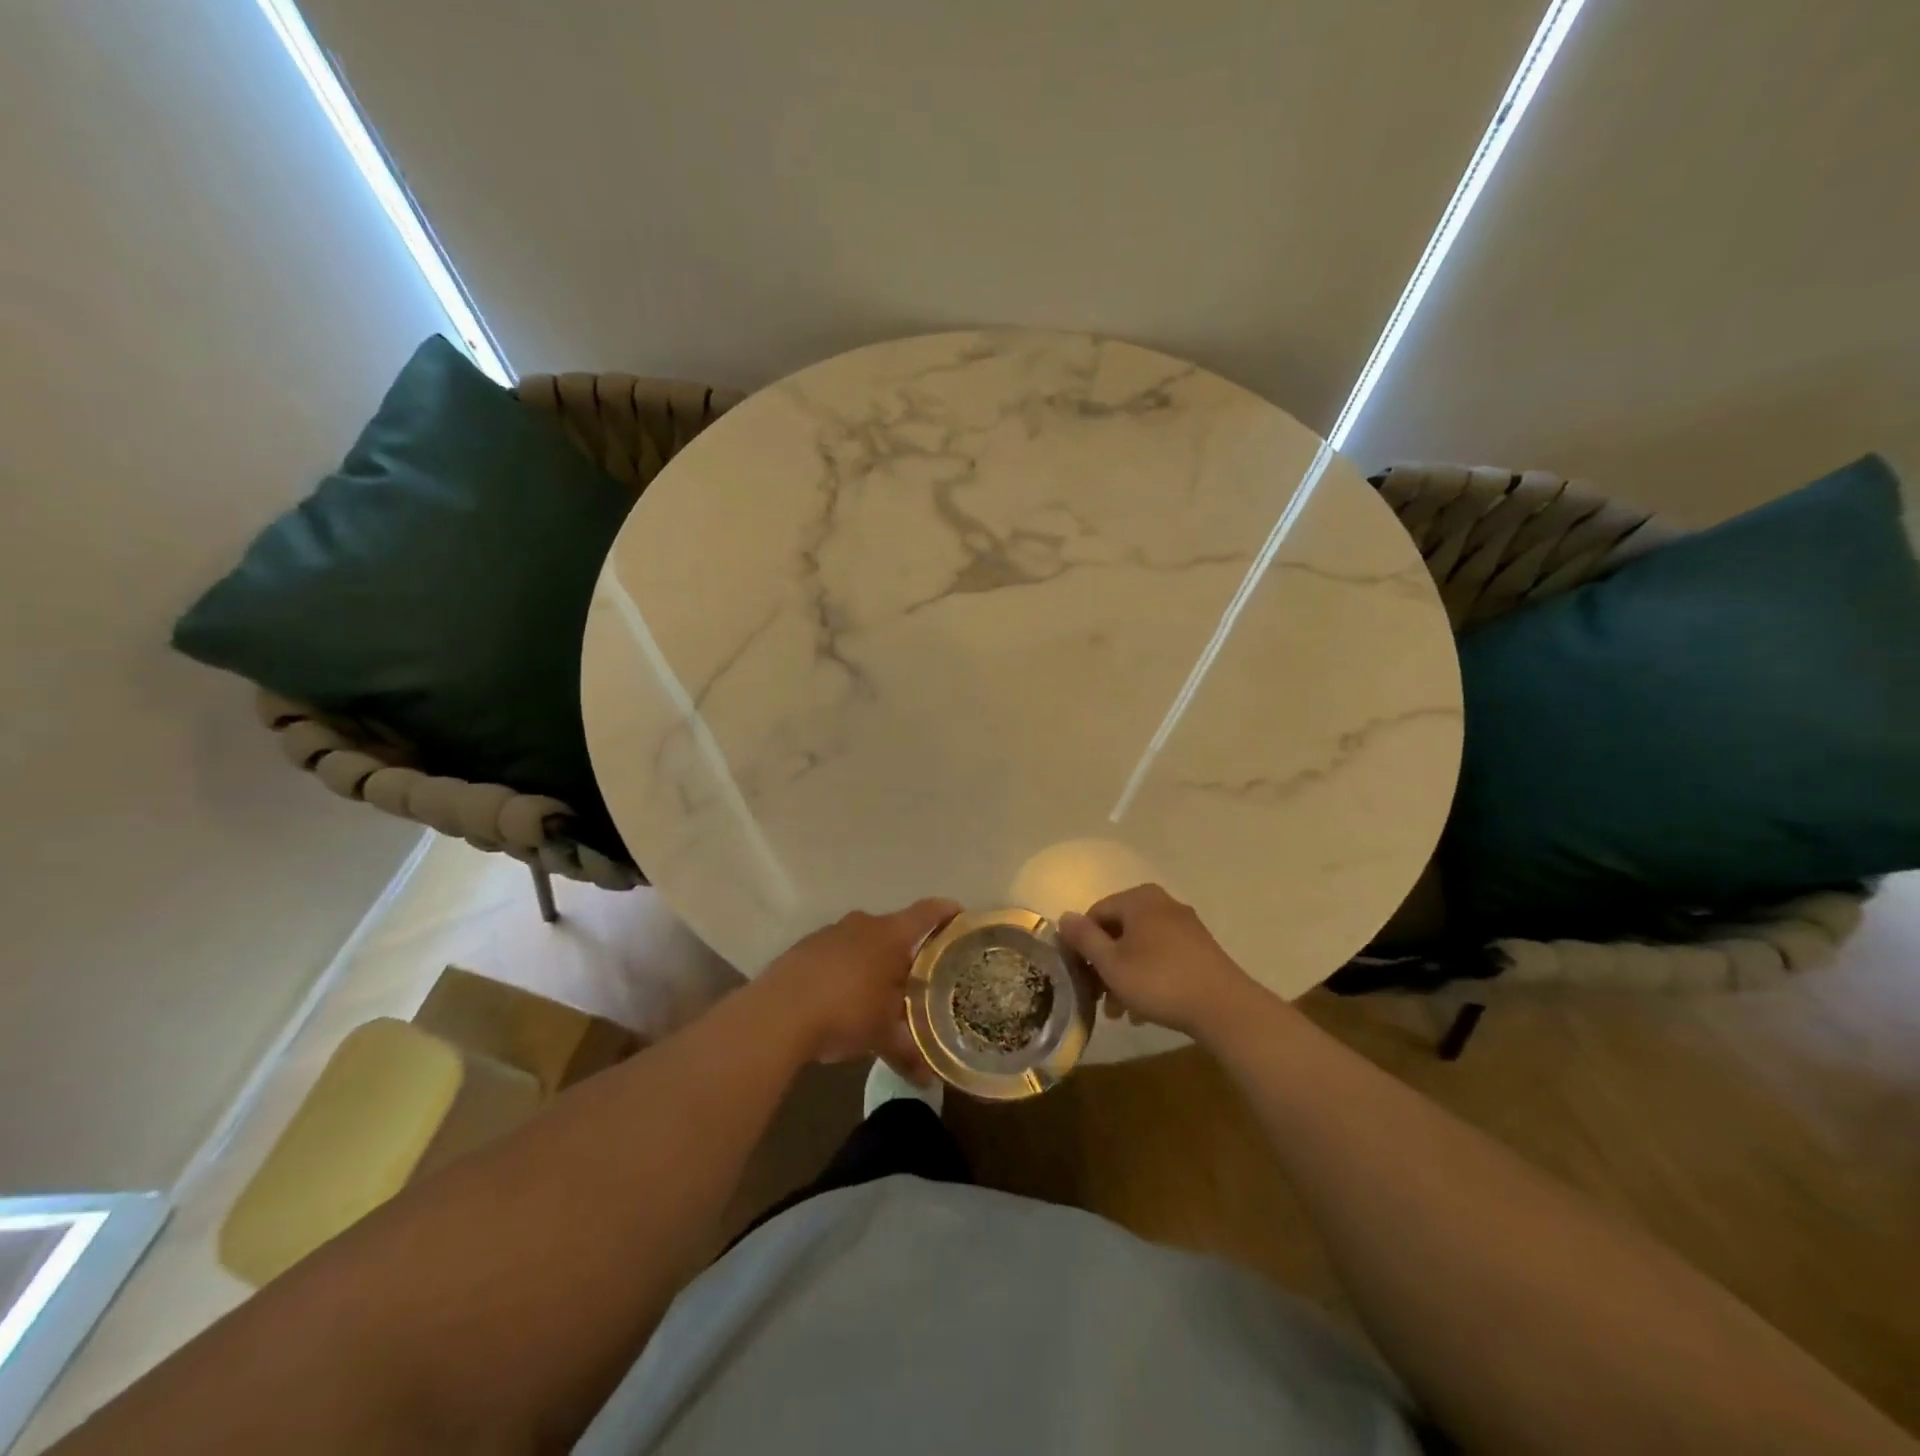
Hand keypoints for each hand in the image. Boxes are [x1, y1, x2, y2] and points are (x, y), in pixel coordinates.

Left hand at [754, 898, 959, 1079]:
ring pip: (862, 940)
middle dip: (906, 950)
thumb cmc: (845, 1013)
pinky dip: (844, 968)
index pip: (927, 913)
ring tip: (878, 990)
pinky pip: (835, 952)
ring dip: (872, 960)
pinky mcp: (804, 947)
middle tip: (918, 975)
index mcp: (890, 936)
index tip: (960, 916)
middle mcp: (862, 924)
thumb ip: (908, 1054)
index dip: (946, 912)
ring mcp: (830, 933)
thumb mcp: (882, 1038)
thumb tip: (929, 1082)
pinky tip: (840, 997)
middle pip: (894, 928)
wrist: (777, 1013)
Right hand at [1059, 884, 1259, 1039]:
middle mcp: (1162, 903)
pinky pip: (1162, 956)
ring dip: (1124, 975)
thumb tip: (1064, 917)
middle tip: (1097, 997)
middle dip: (1105, 964)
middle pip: (1119, 930)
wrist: (1224, 1008)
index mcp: (1138, 899)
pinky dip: (1148, 976)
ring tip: (1119, 1011)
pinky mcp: (1200, 948)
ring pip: (1140, 947)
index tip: (1078, 975)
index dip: (1081, 944)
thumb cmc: (1159, 981)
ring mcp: (1185, 925)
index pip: (1096, 913)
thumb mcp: (1112, 963)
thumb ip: (1085, 938)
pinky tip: (1144, 1010)